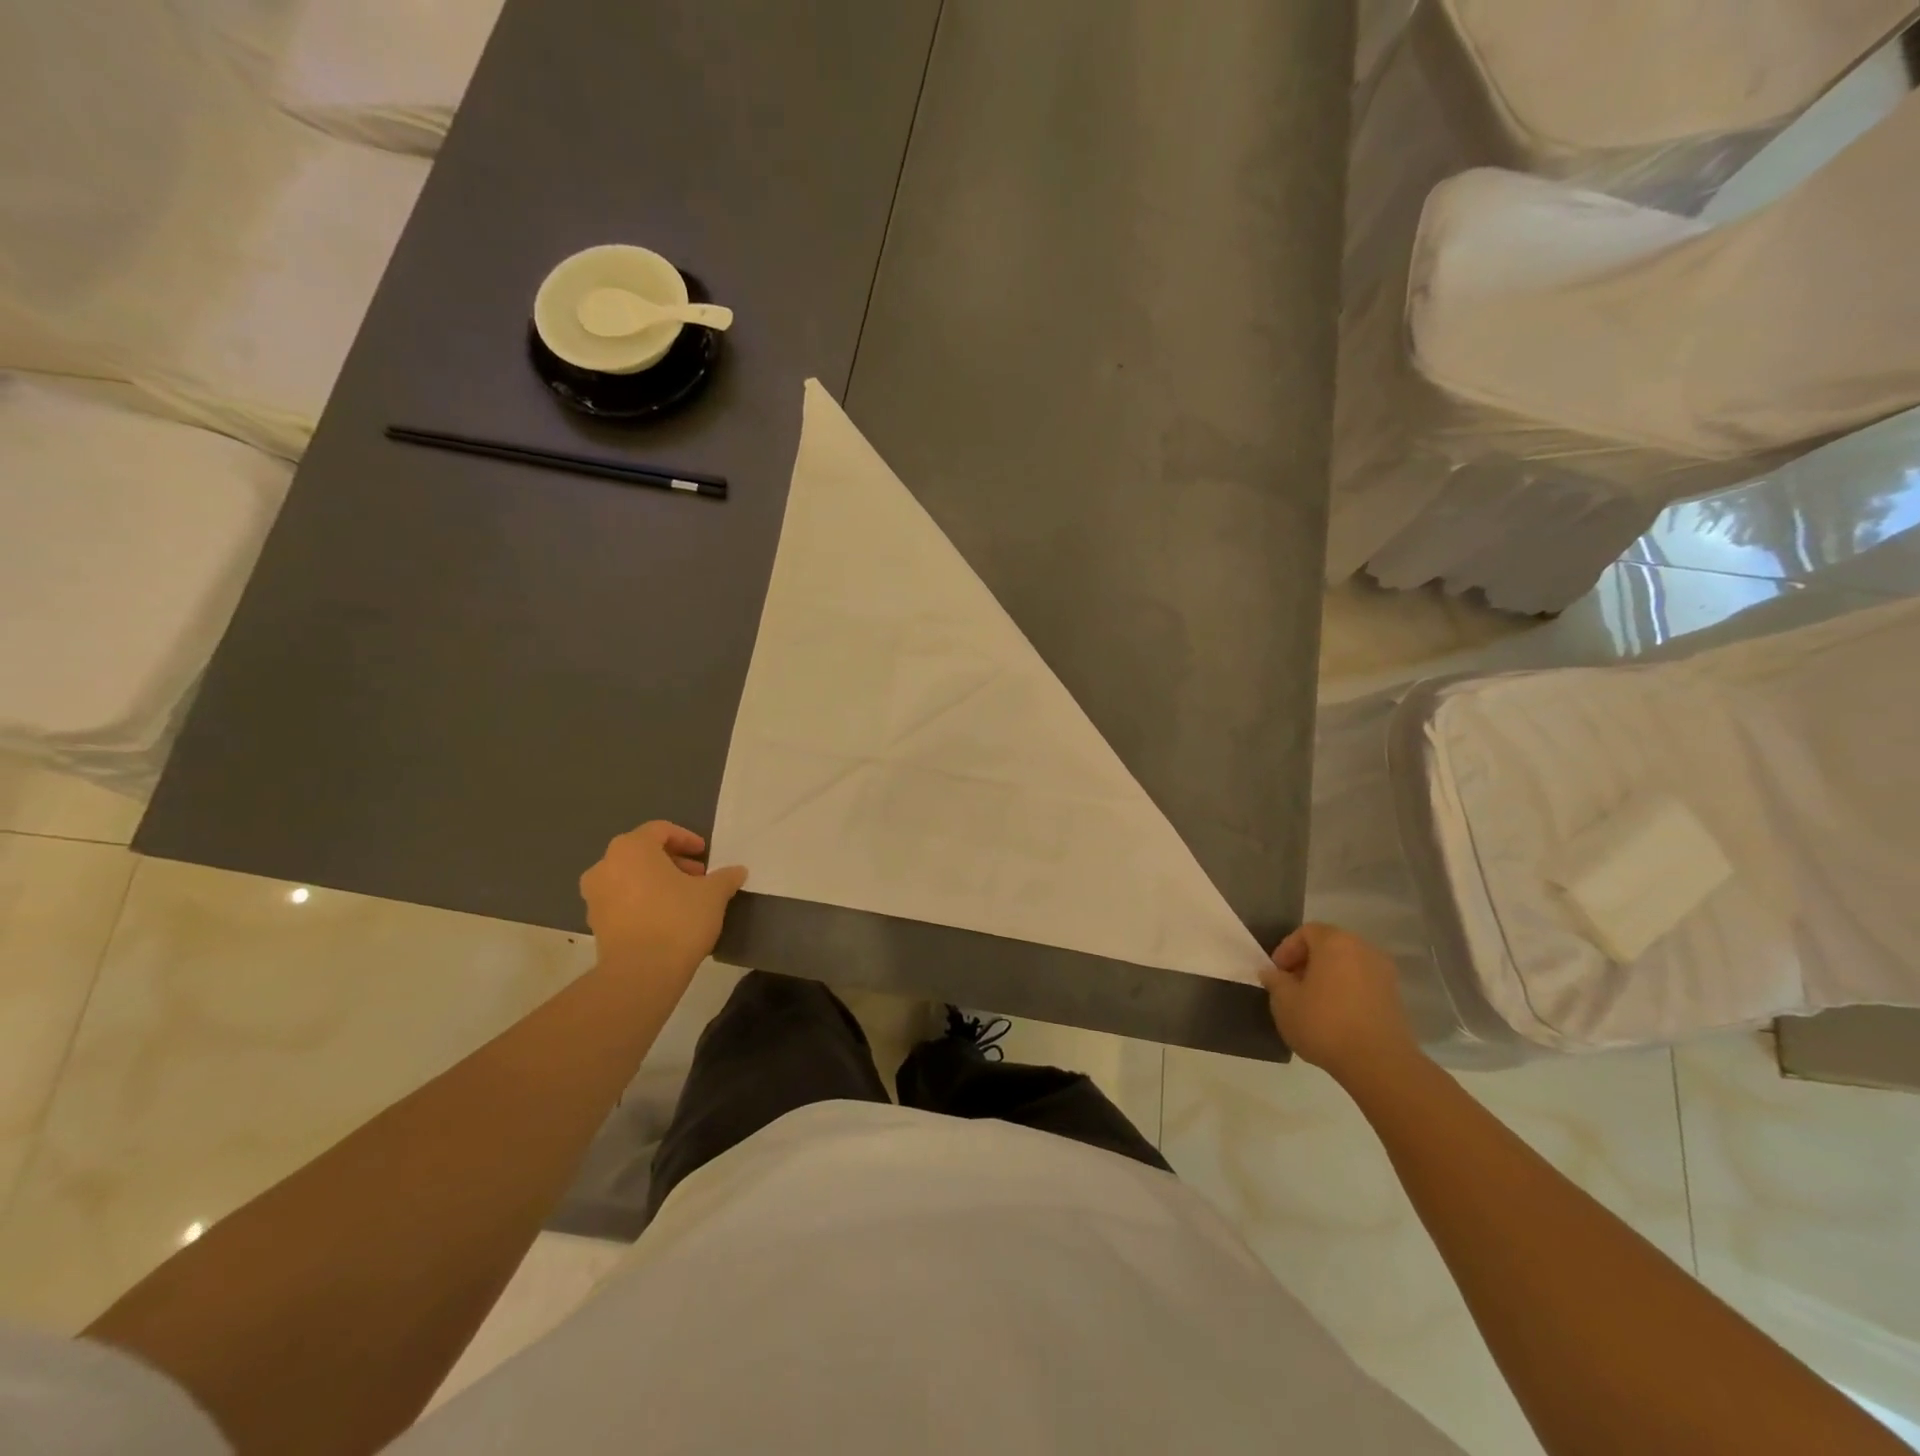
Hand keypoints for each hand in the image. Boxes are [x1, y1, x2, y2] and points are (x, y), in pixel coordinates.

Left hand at [579, 822, 746, 978]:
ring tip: (684, 898)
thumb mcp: (713, 894)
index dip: (686, 839)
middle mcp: (606, 865)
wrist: (641, 973)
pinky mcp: (595, 923)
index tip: (705, 854)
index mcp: (632, 848)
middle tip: (698, 877)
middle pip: (643, 853)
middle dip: (673, 862)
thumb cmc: (678, 920)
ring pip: (630, 877)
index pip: (660, 830)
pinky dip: (642, 901)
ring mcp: (595, 896)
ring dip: (657, 882)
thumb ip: (725, 877)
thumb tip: (737, 871)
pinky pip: (622, 900)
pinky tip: (666, 918)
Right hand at [1260, 923, 1421, 1084]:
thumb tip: (1272, 973)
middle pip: (1329, 946)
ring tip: (1311, 1003)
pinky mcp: (1395, 998)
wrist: (1379, 1063)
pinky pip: (1362, 984)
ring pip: (1347, 966)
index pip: (1306, 932)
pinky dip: (1346, 992)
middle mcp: (1363, 949)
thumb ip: (1275, 981)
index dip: (1286, 950)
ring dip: (1327, 978)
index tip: (1277, 974)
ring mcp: (1383, 974)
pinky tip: (1334, 1017)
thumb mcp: (1284, 1002)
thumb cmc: (1324, 1023)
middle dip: (1307, 963)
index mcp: (1336, 942)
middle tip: (1291, 986)